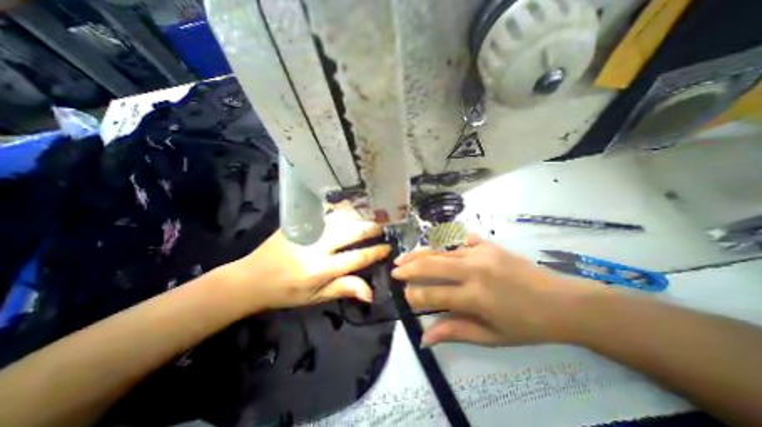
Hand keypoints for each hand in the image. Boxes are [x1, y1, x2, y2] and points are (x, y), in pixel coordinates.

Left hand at [219, 204, 387, 313]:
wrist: (252, 277)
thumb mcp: (315, 297)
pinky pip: (326, 212)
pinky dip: (342, 208)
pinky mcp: (299, 222)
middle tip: (385, 224)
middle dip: (372, 228)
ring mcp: (308, 230)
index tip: (387, 247)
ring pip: (341, 218)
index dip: (376, 252)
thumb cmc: (287, 292)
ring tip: (374, 212)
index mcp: (321, 269)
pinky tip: (351, 206)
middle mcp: (317, 246)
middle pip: (352, 232)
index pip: (357, 257)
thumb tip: (371, 293)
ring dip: (360, 215)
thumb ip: (343, 289)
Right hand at [393, 234, 601, 347]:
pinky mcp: (487, 244)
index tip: (404, 296)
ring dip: (420, 254)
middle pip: (432, 265)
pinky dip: (444, 244)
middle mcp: (474, 270)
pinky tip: (434, 247)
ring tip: (403, 257)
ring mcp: (481, 252)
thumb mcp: (492, 336)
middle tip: (394, 269)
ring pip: (441, 250)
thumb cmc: (527, 324)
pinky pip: (459, 241)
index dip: (415, 295)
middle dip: (410, 268)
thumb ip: (456, 331)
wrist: (563, 301)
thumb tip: (425, 338)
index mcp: (476, 296)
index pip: (434, 294)